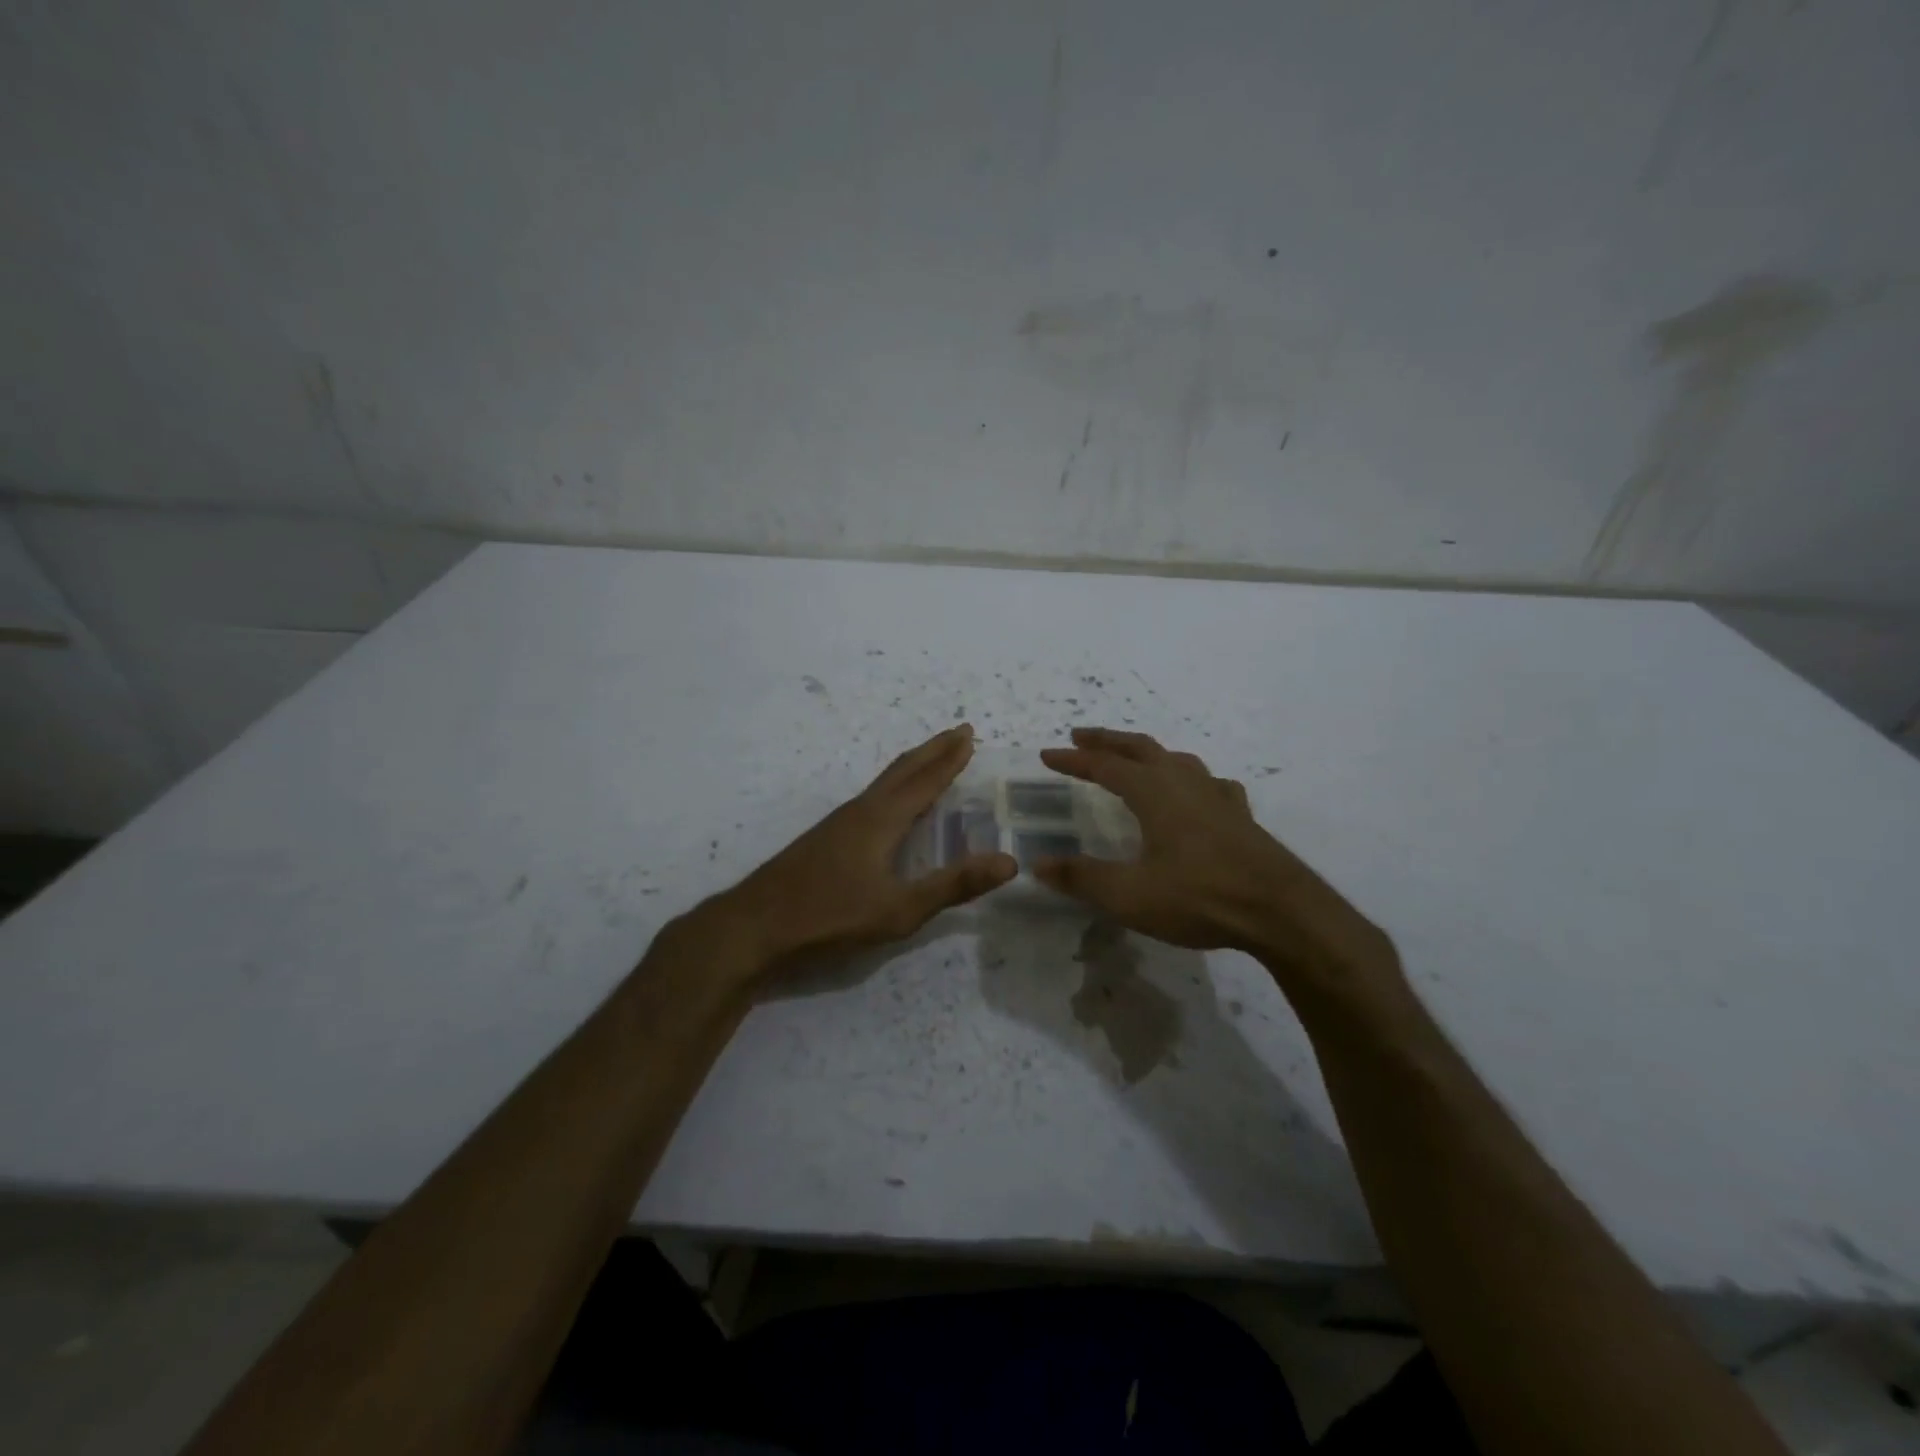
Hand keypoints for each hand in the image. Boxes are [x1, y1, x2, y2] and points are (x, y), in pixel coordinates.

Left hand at [715, 725, 1015, 976]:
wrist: (756, 925)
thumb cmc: (831, 915)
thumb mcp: (900, 909)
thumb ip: (953, 885)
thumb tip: (1009, 862)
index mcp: (882, 819)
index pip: (925, 780)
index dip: (950, 758)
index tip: (969, 734)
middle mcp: (862, 810)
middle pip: (903, 769)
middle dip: (934, 750)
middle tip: (959, 731)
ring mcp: (839, 822)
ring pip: (884, 782)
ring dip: (913, 766)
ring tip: (932, 760)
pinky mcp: (826, 837)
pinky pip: (872, 797)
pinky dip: (894, 786)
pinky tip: (890, 805)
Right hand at [1034, 728, 1400, 996]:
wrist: (1282, 912)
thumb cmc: (1200, 897)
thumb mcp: (1129, 895)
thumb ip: (1082, 878)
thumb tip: (1038, 864)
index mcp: (1154, 793)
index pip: (1104, 765)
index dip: (1073, 760)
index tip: (1047, 755)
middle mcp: (1184, 783)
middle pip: (1140, 749)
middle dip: (1107, 741)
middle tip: (1080, 736)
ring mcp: (1217, 796)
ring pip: (1176, 760)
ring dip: (1148, 753)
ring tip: (1134, 759)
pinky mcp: (1241, 816)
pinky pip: (1211, 783)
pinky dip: (1192, 779)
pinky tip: (1198, 793)